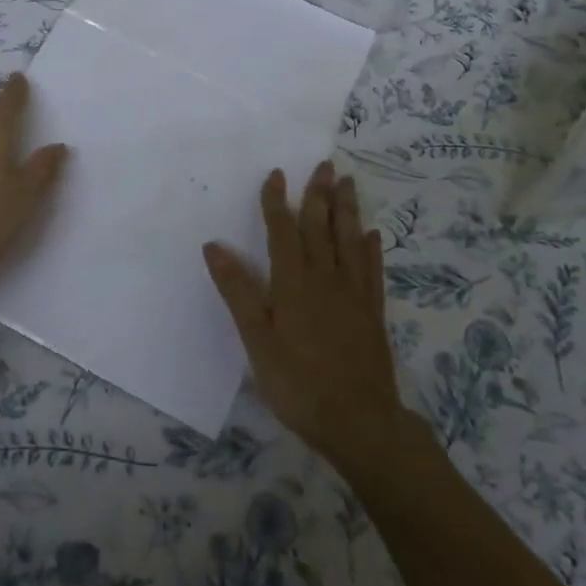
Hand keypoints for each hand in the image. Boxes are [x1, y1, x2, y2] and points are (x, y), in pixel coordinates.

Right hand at [204, 163, 406, 461]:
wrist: (358, 421)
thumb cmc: (297, 382)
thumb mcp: (256, 339)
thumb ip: (237, 291)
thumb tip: (213, 246)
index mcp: (293, 282)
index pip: (283, 231)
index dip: (277, 201)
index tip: (276, 173)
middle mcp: (325, 278)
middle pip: (321, 227)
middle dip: (319, 194)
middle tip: (324, 165)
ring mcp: (353, 294)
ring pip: (349, 241)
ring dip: (347, 210)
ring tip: (348, 183)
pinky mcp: (372, 312)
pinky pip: (371, 270)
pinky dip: (370, 248)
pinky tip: (372, 234)